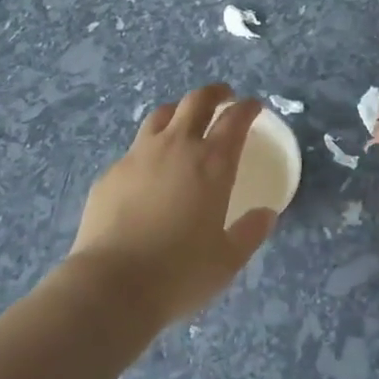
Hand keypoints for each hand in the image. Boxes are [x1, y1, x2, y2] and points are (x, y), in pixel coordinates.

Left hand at [68, 84, 275, 327]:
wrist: (112, 285)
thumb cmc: (179, 273)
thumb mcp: (227, 261)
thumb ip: (250, 232)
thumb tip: (266, 214)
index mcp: (212, 163)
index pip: (234, 120)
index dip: (246, 108)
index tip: (252, 106)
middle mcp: (177, 146)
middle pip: (196, 101)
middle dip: (214, 93)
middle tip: (223, 97)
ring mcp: (139, 155)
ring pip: (162, 115)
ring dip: (179, 111)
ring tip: (184, 121)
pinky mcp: (112, 172)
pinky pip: (135, 149)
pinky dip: (149, 149)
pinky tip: (148, 170)